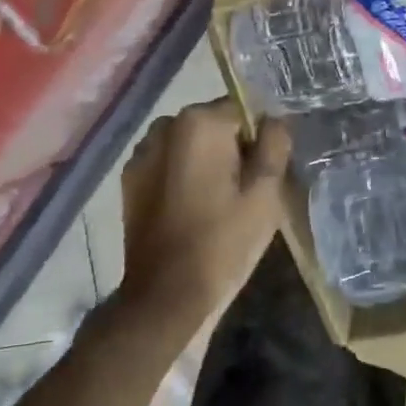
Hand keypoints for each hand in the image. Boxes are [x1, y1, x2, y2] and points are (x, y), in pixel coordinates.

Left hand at [117, 99, 290, 336]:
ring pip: (189, 144)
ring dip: (205, 161)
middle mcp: (164, 126)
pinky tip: (191, 209)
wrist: (166, 295)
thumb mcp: (266, 193)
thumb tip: (274, 119)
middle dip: (231, 148)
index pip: (243, 110)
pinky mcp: (130, 180)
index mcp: (199, 123)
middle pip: (213, 124)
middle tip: (243, 190)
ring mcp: (141, 153)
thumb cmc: (223, 241)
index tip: (263, 173)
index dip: (258, 140)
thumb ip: (275, 144)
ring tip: (216, 201)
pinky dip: (182, 175)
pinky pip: (167, 163)